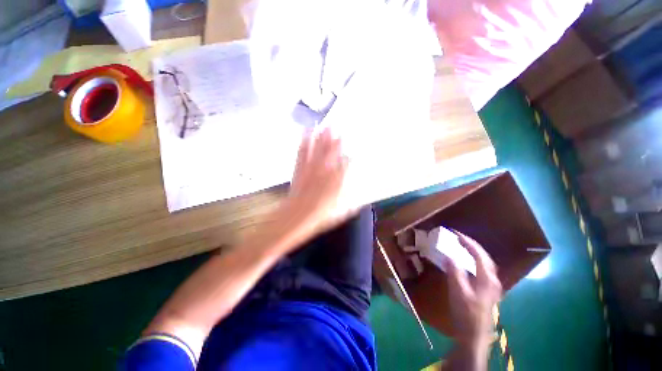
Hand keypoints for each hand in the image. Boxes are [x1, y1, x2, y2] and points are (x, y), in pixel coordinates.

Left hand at [280, 128, 351, 239]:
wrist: (297, 216)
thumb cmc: (320, 216)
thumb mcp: (340, 213)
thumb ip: (351, 205)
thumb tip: (360, 203)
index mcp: (337, 181)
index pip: (346, 165)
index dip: (349, 158)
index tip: (351, 154)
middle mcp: (325, 171)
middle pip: (332, 152)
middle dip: (336, 140)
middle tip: (338, 128)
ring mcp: (311, 168)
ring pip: (318, 149)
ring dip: (321, 137)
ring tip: (324, 125)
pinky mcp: (300, 168)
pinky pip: (303, 152)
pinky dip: (304, 142)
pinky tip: (305, 133)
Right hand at [447, 232, 501, 349]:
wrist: (473, 335)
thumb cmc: (466, 313)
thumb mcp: (458, 292)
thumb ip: (454, 272)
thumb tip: (449, 256)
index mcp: (487, 279)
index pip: (479, 254)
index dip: (467, 242)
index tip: (455, 233)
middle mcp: (493, 280)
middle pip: (485, 257)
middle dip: (472, 245)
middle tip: (459, 237)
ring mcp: (492, 286)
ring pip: (485, 263)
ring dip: (475, 252)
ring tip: (463, 245)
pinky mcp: (487, 291)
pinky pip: (482, 269)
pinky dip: (475, 260)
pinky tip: (468, 262)